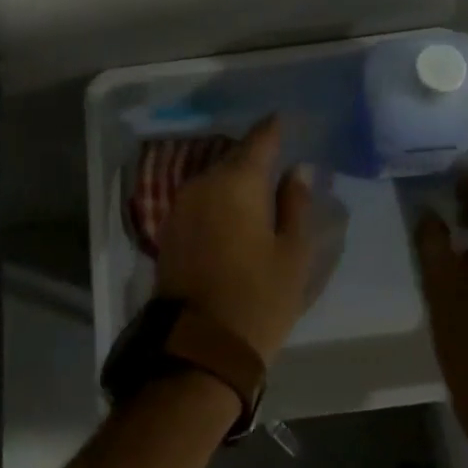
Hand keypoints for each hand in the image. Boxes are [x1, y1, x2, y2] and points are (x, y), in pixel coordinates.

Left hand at [156, 116, 312, 363]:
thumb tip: (296, 170)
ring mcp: (182, 204)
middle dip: (255, 153)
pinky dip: (219, 195)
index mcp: (237, 182)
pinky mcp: (170, 228)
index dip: (274, 128)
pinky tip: (234, 208)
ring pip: (214, 176)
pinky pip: (201, 197)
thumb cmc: (258, 299)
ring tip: (259, 184)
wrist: (198, 348)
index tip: (286, 118)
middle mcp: (204, 183)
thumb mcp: (292, 253)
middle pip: (233, 155)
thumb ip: (295, 204)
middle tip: (278, 155)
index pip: (259, 139)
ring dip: (235, 175)